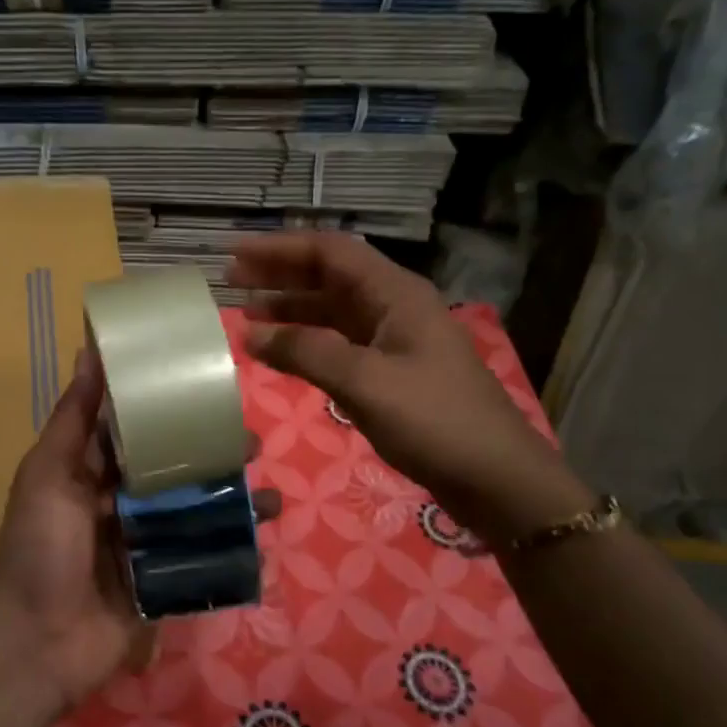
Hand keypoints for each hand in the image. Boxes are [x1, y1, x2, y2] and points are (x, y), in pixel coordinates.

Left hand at [0, 348, 278, 715]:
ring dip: (231, 501)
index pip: (137, 432)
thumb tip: (88, 349)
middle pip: (175, 472)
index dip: (170, 411)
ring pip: (195, 513)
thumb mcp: (49, 473)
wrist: (37, 641)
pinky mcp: (164, 582)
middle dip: (212, 457)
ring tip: (268, 494)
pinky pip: (202, 558)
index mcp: (92, 473)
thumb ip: (74, 417)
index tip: (208, 390)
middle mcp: (121, 503)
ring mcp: (145, 545)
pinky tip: (263, 536)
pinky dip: (232, 546)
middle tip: (252, 443)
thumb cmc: (40, 546)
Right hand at [228, 232, 592, 544]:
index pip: (329, 253)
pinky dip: (307, 343)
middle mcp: (393, 307)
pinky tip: (281, 352)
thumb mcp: (365, 382)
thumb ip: (306, 352)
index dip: (280, 249)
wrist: (495, 477)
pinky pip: (339, 344)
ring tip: (246, 316)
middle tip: (231, 282)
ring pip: (332, 311)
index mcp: (395, 294)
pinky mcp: (391, 371)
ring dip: (291, 309)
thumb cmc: (434, 421)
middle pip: (329, 277)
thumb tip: (251, 334)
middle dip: (280, 275)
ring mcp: (394, 340)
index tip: (234, 255)